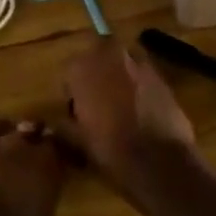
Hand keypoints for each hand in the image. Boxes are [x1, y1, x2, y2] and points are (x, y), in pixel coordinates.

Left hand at [0, 120, 71, 215]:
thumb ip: (45, 203)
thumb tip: (40, 200)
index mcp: (43, 162)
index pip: (56, 144)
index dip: (57, 153)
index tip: (58, 163)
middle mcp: (14, 147)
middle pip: (27, 129)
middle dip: (31, 139)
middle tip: (31, 157)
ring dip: (3, 142)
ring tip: (2, 160)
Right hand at [63, 39, 196, 177]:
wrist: (160, 160)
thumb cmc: (110, 148)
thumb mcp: (77, 140)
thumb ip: (62, 126)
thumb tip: (52, 125)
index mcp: (83, 67)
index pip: (69, 70)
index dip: (72, 92)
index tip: (76, 112)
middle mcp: (110, 55)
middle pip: (98, 59)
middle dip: (97, 76)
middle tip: (98, 105)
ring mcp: (140, 63)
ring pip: (123, 65)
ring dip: (119, 79)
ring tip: (121, 108)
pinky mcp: (163, 76)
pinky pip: (144, 77)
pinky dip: (140, 88)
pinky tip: (142, 112)